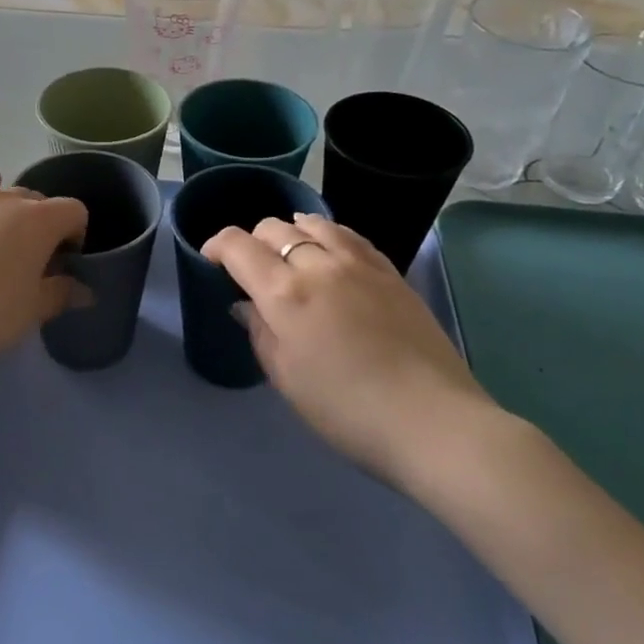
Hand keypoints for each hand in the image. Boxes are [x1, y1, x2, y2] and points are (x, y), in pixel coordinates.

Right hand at [202, 213, 494, 490]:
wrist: (431, 421)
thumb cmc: (346, 411)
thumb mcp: (286, 378)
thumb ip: (260, 332)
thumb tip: (246, 305)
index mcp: (284, 293)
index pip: (238, 245)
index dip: (217, 246)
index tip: (212, 260)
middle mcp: (318, 265)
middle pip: (274, 228)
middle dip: (253, 242)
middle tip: (254, 270)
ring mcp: (359, 263)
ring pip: (313, 222)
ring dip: (292, 232)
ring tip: (291, 253)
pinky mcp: (390, 271)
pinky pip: (350, 235)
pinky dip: (328, 235)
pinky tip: (330, 251)